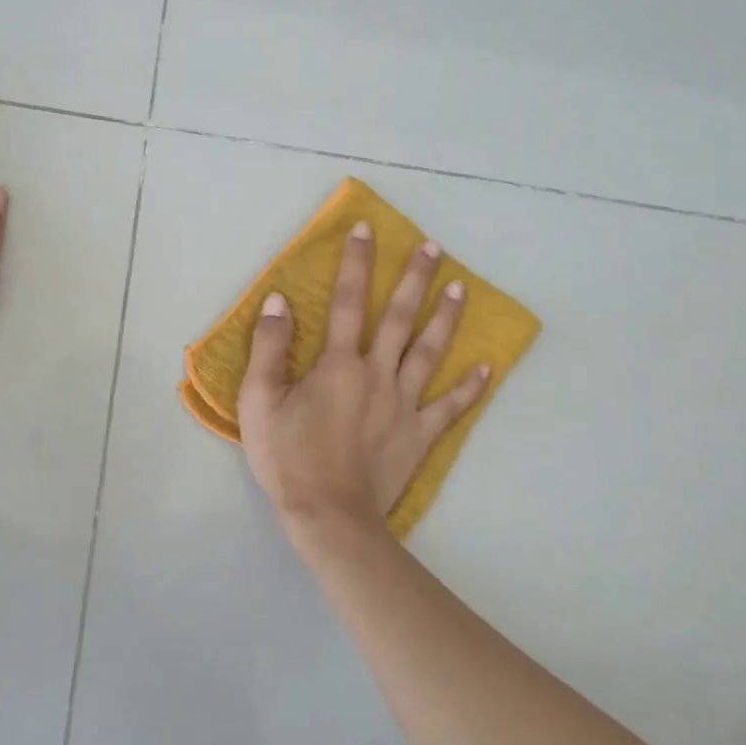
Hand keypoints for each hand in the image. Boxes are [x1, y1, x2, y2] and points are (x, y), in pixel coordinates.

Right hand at [238, 220, 488, 533]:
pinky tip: (487, 367)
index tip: (366, 229)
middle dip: (415, 279)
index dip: (355, 262)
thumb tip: (278, 300)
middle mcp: (377, 373)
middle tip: (435, 248)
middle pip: (399, 317)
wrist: (328, 516)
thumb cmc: (287, 458)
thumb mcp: (258, 401)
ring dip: (445, 318)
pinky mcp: (418, 434)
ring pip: (429, 352)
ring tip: (461, 287)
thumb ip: (268, 347)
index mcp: (338, 364)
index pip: (347, 301)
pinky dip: (469, 387)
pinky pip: (449, 407)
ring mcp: (403, 404)